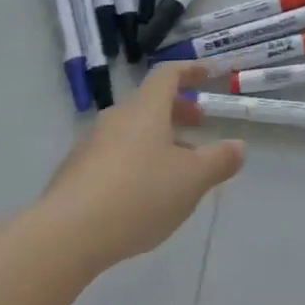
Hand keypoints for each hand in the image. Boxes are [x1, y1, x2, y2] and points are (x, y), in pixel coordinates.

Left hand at [40, 62, 245, 272]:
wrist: (66, 234)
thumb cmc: (138, 195)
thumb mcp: (191, 180)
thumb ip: (218, 161)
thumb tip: (238, 146)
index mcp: (145, 109)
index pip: (168, 74)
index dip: (191, 70)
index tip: (210, 75)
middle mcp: (116, 118)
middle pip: (149, 102)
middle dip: (177, 110)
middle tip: (199, 127)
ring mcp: (91, 144)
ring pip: (132, 130)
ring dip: (157, 139)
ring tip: (176, 169)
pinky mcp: (75, 172)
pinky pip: (113, 155)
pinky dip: (135, 161)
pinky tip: (142, 195)